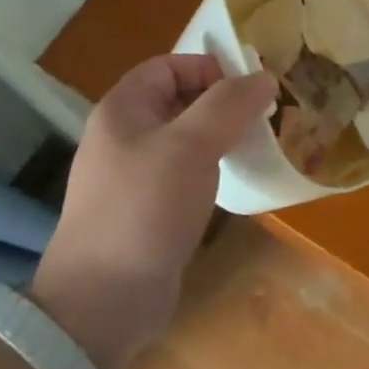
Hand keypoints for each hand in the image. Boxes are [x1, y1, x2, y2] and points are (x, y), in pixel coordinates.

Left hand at [32, 55, 273, 368]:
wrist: (102, 302)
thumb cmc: (144, 208)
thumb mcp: (191, 146)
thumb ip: (229, 105)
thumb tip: (265, 76)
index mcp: (124, 109)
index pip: (170, 66)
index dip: (210, 69)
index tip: (250, 90)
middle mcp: (124, 135)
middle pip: (179, 99)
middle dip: (222, 103)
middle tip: (263, 116)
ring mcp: (133, 174)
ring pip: (185, 138)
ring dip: (220, 136)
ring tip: (257, 145)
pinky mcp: (146, 209)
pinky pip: (183, 172)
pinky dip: (210, 168)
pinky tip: (234, 181)